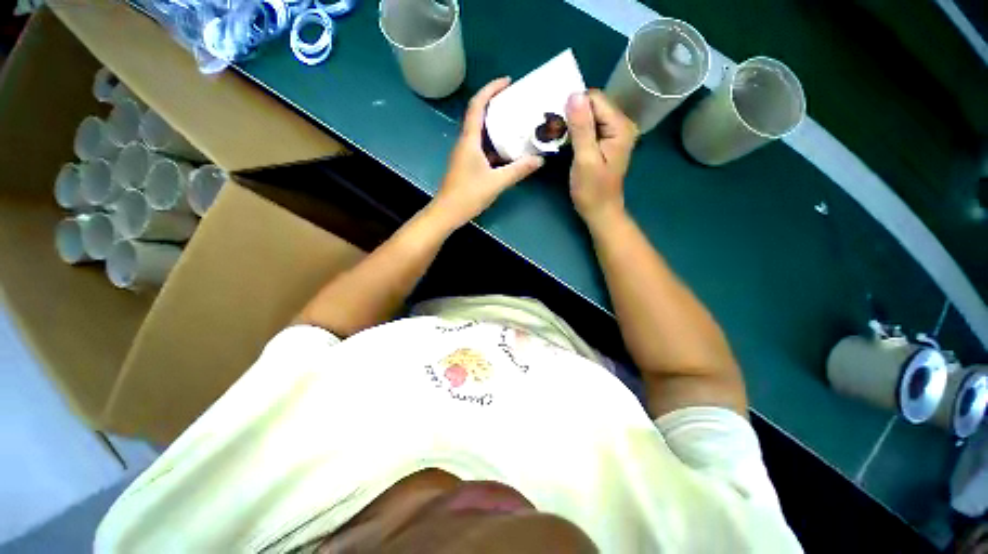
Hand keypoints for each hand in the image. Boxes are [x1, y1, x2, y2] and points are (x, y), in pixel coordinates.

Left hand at [430, 78, 544, 229]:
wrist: (447, 213)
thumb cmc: (468, 195)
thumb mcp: (496, 182)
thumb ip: (518, 170)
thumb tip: (539, 160)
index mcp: (469, 140)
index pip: (477, 105)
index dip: (491, 89)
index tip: (508, 82)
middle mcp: (465, 142)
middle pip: (479, 115)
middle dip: (496, 105)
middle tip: (516, 103)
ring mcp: (465, 154)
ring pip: (481, 133)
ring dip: (496, 126)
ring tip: (516, 124)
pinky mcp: (466, 165)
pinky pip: (482, 148)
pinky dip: (494, 144)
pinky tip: (508, 150)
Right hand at [566, 90, 637, 227]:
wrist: (600, 211)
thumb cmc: (592, 190)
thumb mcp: (585, 159)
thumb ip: (581, 128)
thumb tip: (573, 95)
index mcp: (620, 126)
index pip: (595, 99)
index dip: (573, 106)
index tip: (555, 121)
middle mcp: (621, 124)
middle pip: (593, 105)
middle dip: (572, 114)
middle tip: (554, 130)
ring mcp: (614, 133)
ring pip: (589, 116)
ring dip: (572, 123)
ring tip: (556, 135)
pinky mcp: (606, 142)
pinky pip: (589, 127)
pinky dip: (576, 131)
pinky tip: (565, 140)